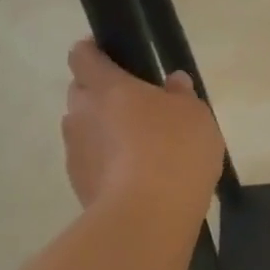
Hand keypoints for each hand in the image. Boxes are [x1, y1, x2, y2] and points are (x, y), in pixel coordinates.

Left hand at [61, 41, 223, 215]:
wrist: (148, 216)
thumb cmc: (174, 150)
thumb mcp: (194, 115)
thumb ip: (181, 95)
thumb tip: (173, 82)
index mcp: (106, 86)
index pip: (82, 56)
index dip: (93, 53)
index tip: (109, 57)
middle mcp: (80, 114)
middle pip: (81, 94)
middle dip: (101, 96)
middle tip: (136, 108)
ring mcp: (75, 152)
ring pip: (84, 131)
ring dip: (104, 134)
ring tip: (139, 150)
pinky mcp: (78, 186)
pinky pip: (92, 164)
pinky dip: (107, 166)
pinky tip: (136, 180)